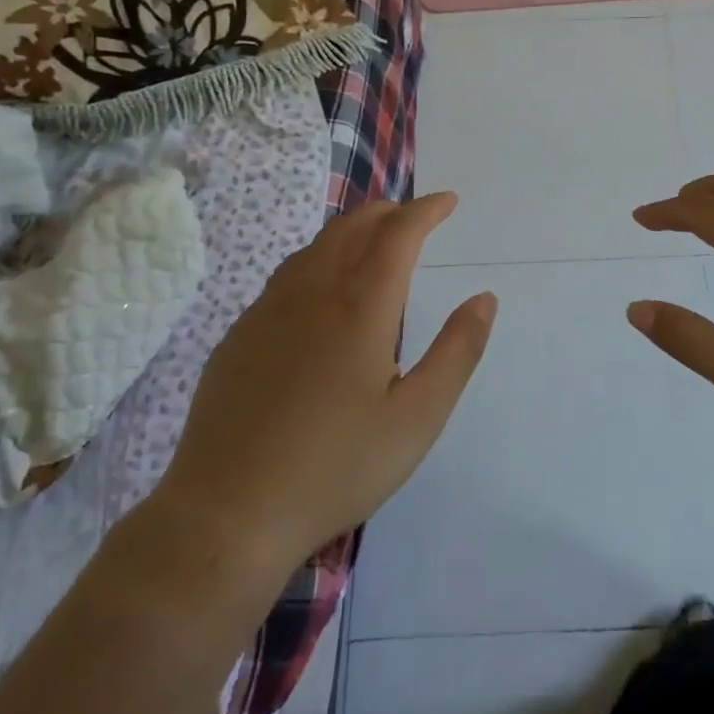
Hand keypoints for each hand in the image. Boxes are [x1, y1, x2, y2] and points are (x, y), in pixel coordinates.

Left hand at [155, 193, 495, 568]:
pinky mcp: (237, 339)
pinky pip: (284, 278)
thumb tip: (484, 299)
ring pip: (312, 250)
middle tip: (413, 215)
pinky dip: (315, 261)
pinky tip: (318, 291)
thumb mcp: (417, 417)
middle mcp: (309, 296)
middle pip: (349, 229)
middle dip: (386, 213)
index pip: (397, 236)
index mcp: (359, 309)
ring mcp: (265, 314)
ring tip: (371, 240)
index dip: (424, 211)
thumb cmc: (337, 467)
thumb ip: (457, 352)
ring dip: (348, 232)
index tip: (447, 201)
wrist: (229, 512)